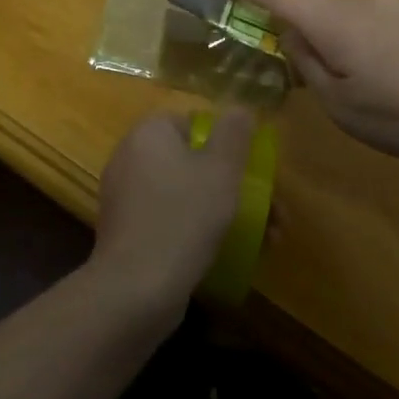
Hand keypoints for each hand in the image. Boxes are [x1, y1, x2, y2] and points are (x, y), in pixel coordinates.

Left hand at [90, 111, 250, 312]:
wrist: (135, 288)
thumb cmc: (183, 216)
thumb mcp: (221, 169)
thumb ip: (233, 134)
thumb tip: (239, 109)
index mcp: (149, 133)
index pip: (193, 123)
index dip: (227, 144)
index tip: (254, 171)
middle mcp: (130, 157)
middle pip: (193, 162)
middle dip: (235, 185)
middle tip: (273, 213)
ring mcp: (126, 197)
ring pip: (186, 194)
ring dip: (225, 211)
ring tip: (266, 241)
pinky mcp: (127, 233)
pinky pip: (170, 220)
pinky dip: (197, 230)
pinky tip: (229, 254)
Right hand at [213, 0, 398, 172]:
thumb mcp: (340, 105)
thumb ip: (307, 62)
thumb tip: (292, 33)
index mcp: (335, 21)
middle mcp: (361, 0)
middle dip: (288, 17)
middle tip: (280, 52)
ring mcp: (394, 3)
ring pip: (341, 7)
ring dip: (325, 28)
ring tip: (338, 74)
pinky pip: (368, 14)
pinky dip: (353, 32)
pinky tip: (375, 69)